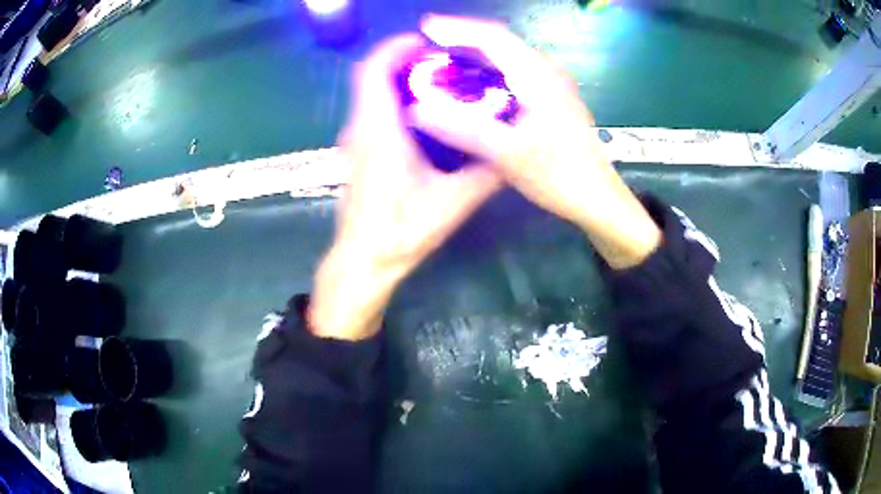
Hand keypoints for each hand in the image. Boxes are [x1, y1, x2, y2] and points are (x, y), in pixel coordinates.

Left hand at [308, 34, 502, 340]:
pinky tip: (425, 112)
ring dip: (398, 78)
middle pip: (371, 76)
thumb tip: (513, 151)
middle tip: (442, 59)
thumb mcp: (454, 203)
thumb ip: (486, 173)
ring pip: (370, 93)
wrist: (364, 261)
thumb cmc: (402, 231)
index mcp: (379, 130)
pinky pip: (372, 111)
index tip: (424, 40)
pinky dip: (394, 99)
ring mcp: (355, 141)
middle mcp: (360, 128)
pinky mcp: (358, 153)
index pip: (373, 71)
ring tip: (438, 78)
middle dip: (402, 59)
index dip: (395, 48)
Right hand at [410, 15, 660, 268]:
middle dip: (463, 39)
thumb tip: (417, 109)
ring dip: (475, 55)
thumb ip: (464, 129)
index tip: (426, 27)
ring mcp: (552, 86)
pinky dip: (488, 73)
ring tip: (444, 61)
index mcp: (539, 77)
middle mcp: (547, 73)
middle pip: (500, 43)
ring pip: (508, 59)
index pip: (494, 38)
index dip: (457, 29)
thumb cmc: (560, 177)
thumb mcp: (509, 155)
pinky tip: (473, 86)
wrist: (597, 200)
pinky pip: (514, 75)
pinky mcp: (551, 101)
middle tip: (428, 46)